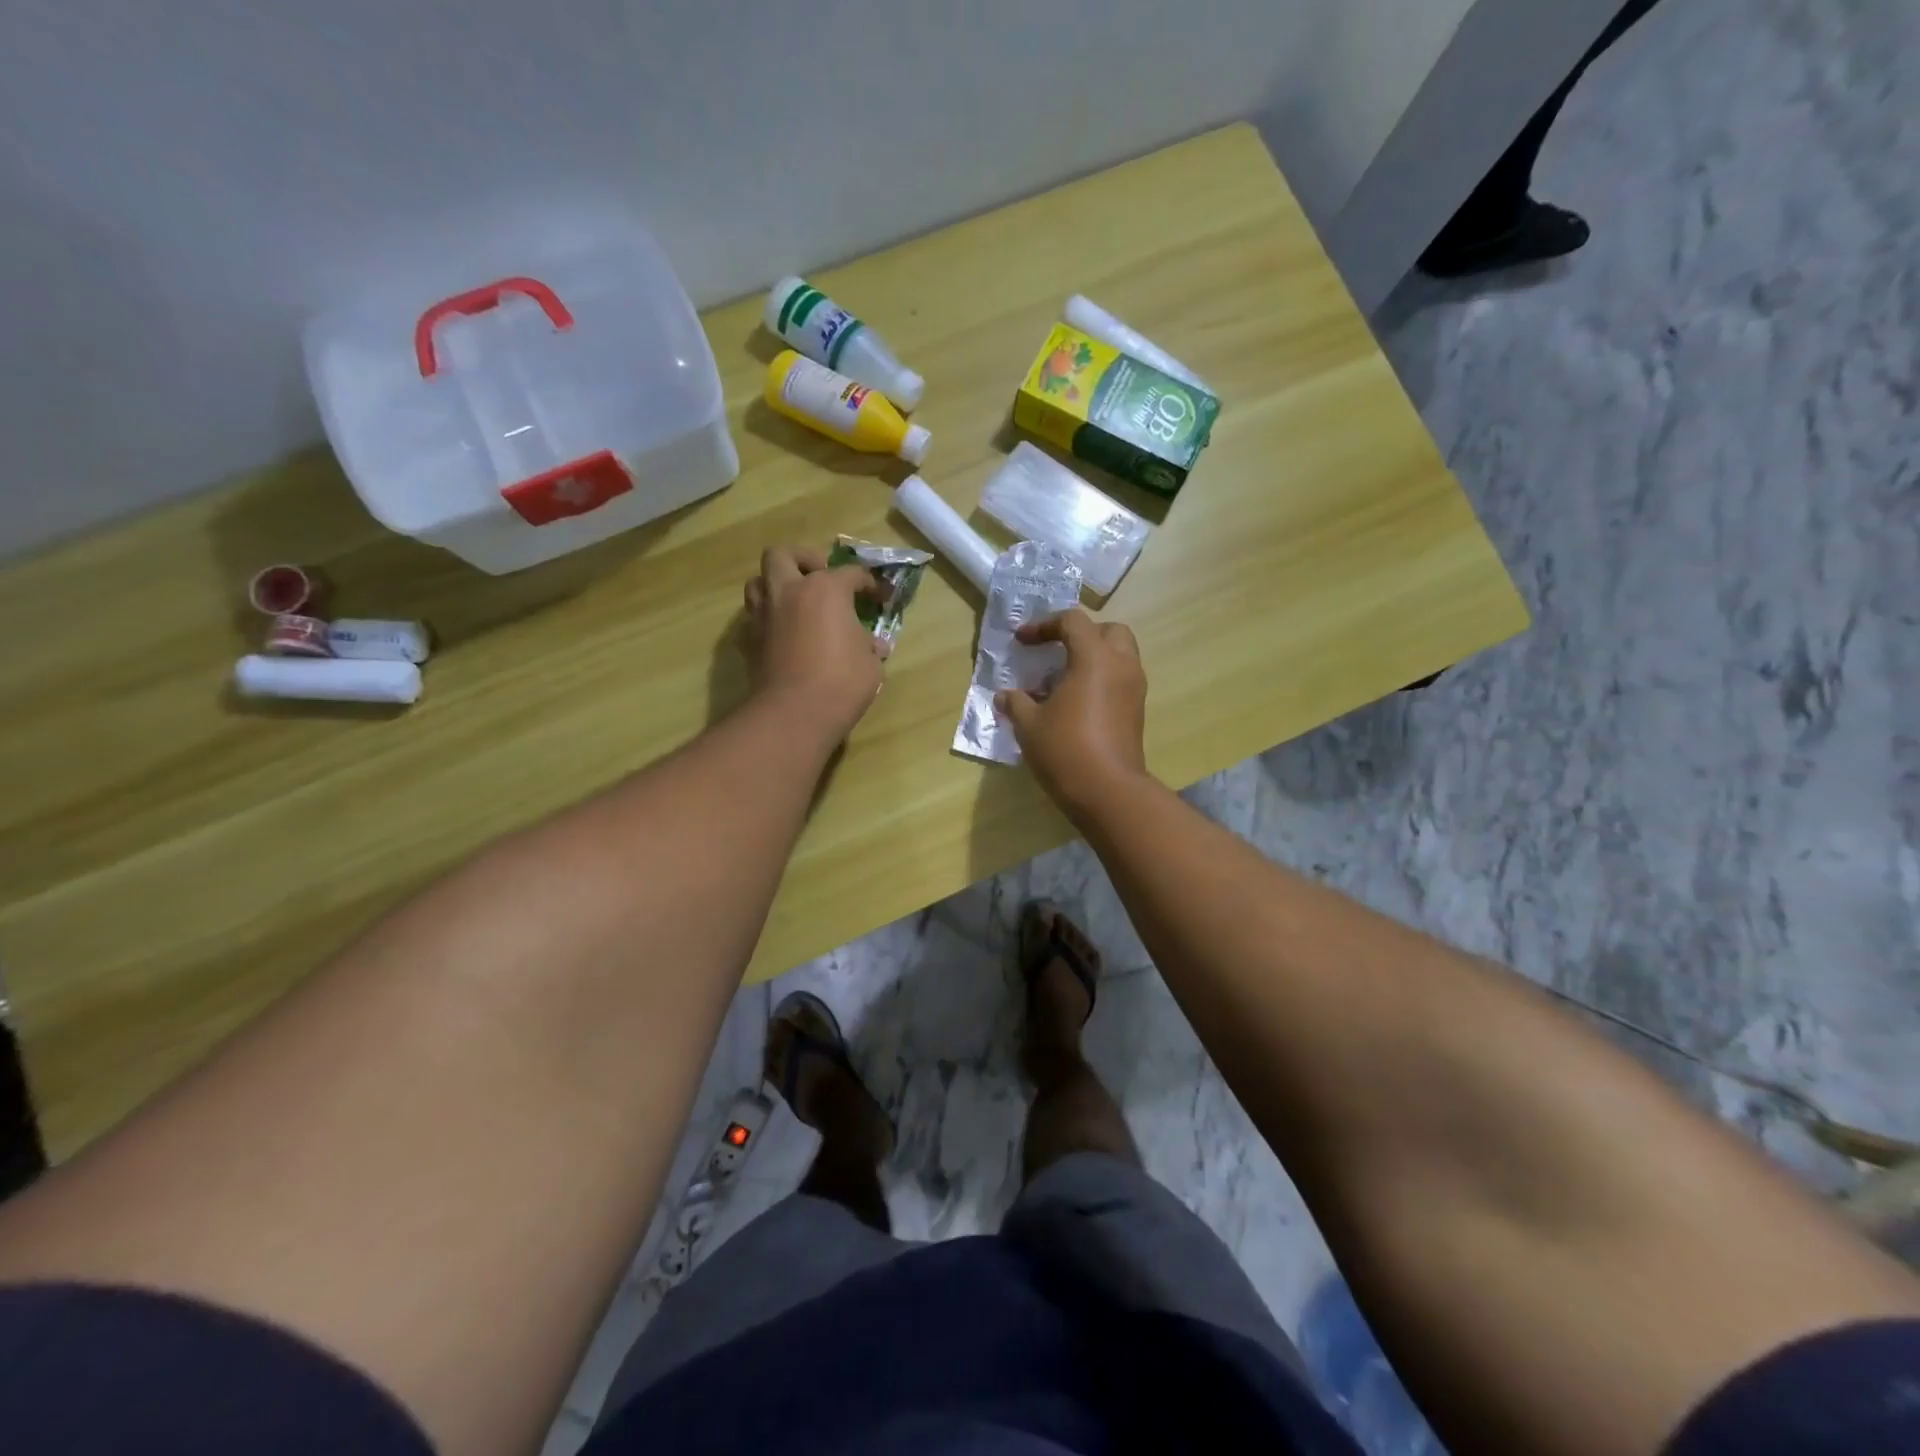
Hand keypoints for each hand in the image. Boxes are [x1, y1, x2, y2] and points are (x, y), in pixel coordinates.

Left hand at [743, 545, 884, 745]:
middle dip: (803, 560)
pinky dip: (769, 617)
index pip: (851, 573)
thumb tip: (874, 646)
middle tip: (820, 576)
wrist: (795, 713)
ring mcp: (764, 614)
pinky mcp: (750, 639)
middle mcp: (789, 591)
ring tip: (796, 601)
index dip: (868, 583)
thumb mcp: (870, 664)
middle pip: (784, 555)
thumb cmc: (842, 682)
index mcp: (825, 590)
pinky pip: (755, 616)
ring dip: (776, 583)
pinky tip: (784, 632)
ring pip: (759, 580)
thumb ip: (869, 647)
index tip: (879, 595)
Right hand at [995, 610, 1149, 817]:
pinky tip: (1074, 705)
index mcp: (1095, 657)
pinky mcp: (1136, 712)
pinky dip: (1100, 681)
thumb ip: (1016, 703)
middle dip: (1080, 635)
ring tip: (1060, 682)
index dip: (1044, 625)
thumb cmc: (1066, 749)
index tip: (1022, 642)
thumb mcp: (1029, 725)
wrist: (1108, 792)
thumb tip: (1005, 696)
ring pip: (1118, 656)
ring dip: (1092, 659)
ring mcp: (1134, 689)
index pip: (1072, 622)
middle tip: (1055, 652)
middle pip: (1108, 631)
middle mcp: (1121, 665)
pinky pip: (1119, 681)